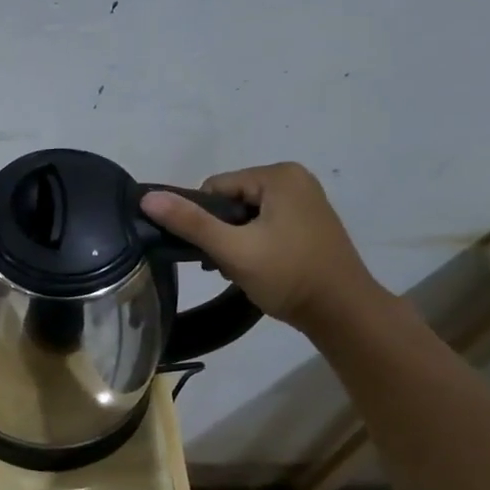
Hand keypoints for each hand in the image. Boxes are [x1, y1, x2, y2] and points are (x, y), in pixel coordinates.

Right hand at [141, 162, 384, 332]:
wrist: (343, 313)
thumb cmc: (288, 276)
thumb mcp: (233, 250)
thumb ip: (190, 222)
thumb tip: (147, 198)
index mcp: (279, 175)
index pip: (215, 187)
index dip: (205, 219)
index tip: (215, 251)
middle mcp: (295, 179)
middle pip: (231, 200)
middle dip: (221, 232)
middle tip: (227, 264)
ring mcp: (305, 201)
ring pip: (246, 215)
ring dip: (236, 241)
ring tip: (242, 269)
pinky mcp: (309, 222)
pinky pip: (266, 224)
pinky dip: (255, 244)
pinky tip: (259, 268)